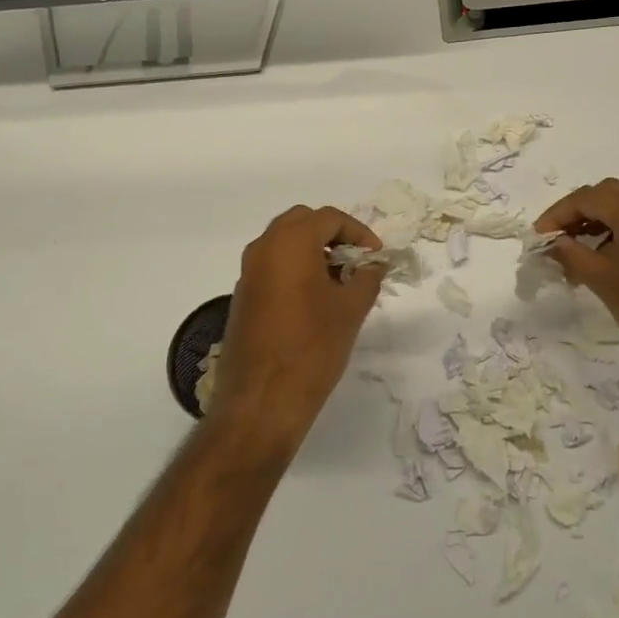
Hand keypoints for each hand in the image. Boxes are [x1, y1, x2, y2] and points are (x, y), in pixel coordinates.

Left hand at [213, 206, 384, 446]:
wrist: (262, 399)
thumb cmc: (312, 347)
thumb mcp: (351, 309)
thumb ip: (367, 277)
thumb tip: (374, 264)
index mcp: (290, 243)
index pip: (329, 218)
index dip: (358, 232)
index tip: (376, 256)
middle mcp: (263, 249)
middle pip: (301, 222)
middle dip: (332, 235)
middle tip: (355, 260)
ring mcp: (248, 273)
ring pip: (283, 244)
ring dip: (312, 251)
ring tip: (340, 281)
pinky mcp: (242, 297)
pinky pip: (272, 267)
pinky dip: (295, 269)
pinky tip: (315, 300)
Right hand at [536, 178, 618, 375]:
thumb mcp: (603, 280)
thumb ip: (572, 254)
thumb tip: (552, 243)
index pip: (587, 197)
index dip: (557, 214)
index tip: (538, 238)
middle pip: (608, 194)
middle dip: (577, 212)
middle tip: (556, 239)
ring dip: (597, 222)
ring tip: (574, 252)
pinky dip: (617, 231)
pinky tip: (602, 258)